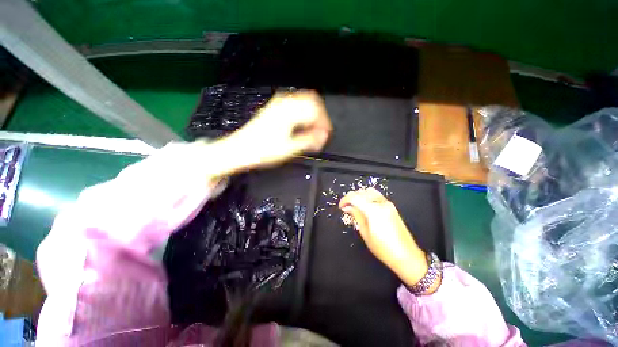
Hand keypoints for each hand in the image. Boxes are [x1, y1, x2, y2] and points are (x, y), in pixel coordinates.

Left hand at [203, 90, 331, 176]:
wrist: (239, 149)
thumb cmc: (263, 150)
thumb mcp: (289, 148)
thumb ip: (309, 140)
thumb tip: (324, 136)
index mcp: (289, 111)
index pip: (315, 109)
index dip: (324, 122)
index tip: (325, 136)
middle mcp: (284, 102)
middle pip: (311, 101)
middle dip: (320, 116)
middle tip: (321, 132)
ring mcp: (278, 103)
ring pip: (303, 101)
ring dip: (311, 114)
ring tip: (313, 130)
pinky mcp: (274, 108)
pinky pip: (295, 104)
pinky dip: (302, 113)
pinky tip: (301, 125)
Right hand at [339, 188, 428, 286]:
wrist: (406, 256)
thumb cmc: (383, 248)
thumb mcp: (365, 232)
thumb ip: (356, 215)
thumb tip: (347, 207)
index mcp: (373, 210)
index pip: (355, 197)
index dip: (345, 200)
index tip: (341, 206)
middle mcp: (381, 203)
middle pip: (362, 192)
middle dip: (351, 197)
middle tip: (346, 207)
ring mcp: (388, 203)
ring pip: (369, 191)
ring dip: (360, 196)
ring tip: (355, 206)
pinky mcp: (391, 206)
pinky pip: (376, 195)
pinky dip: (367, 197)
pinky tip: (364, 206)